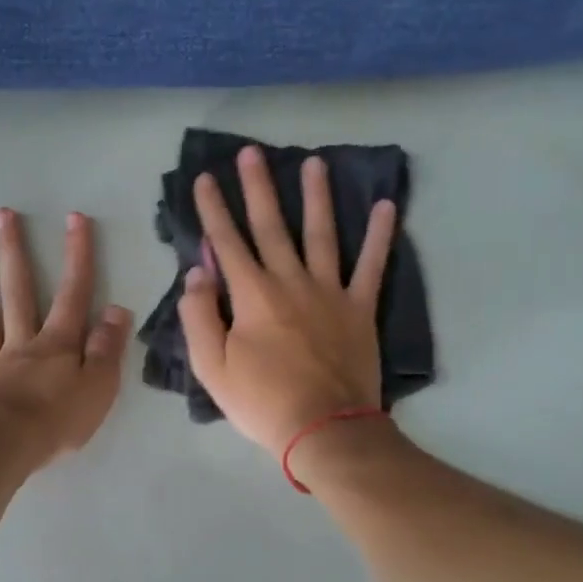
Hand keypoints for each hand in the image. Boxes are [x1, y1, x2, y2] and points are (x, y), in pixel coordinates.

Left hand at [0, 208, 131, 468]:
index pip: (73, 294)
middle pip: (18, 292)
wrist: (8, 449)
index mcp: (57, 344)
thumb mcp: (100, 386)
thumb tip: (117, 309)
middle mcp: (21, 344)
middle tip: (3, 215)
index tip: (75, 218)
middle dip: (14, 252)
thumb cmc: (59, 420)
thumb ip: (108, 348)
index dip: (77, 256)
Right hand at [178, 145, 396, 455]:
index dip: (212, 209)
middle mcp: (290, 281)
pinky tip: (385, 206)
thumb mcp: (212, 367)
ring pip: (321, 233)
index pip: (227, 242)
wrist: (324, 429)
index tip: (203, 178)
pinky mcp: (360, 308)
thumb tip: (197, 272)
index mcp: (252, 295)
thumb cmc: (262, 402)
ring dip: (316, 196)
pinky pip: (372, 265)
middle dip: (258, 188)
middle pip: (271, 226)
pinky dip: (380, 235)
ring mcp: (330, 292)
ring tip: (314, 162)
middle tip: (252, 152)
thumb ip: (199, 315)